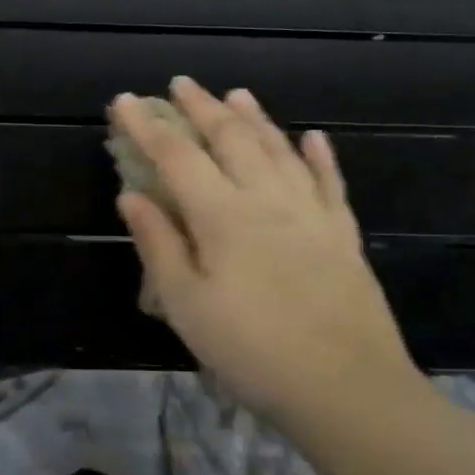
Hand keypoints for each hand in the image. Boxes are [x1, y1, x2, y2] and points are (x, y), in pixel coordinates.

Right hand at [109, 78, 420, 427]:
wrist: (348, 390)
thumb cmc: (252, 351)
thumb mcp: (187, 306)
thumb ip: (158, 244)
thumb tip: (131, 195)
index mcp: (222, 216)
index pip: (176, 156)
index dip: (148, 126)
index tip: (125, 100)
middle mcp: (267, 199)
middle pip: (231, 139)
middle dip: (201, 107)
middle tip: (181, 84)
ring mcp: (311, 213)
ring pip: (280, 149)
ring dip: (255, 118)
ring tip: (236, 94)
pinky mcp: (343, 234)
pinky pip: (330, 183)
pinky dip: (319, 156)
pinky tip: (313, 138)